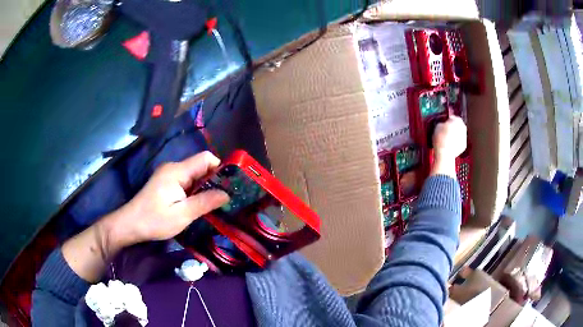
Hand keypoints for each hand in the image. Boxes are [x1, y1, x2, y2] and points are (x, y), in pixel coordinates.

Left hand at [63, 151, 228, 282]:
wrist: (130, 225)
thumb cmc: (155, 220)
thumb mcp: (182, 215)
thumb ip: (205, 202)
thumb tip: (227, 194)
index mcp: (177, 171)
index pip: (206, 158)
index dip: (220, 168)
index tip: (230, 186)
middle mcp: (174, 168)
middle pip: (201, 166)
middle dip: (214, 180)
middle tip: (225, 199)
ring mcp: (169, 175)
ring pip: (194, 175)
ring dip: (205, 187)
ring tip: (214, 204)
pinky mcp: (166, 183)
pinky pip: (187, 182)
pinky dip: (195, 191)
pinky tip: (198, 204)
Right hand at [431, 116, 466, 177]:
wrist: (445, 154)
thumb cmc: (441, 141)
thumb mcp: (437, 126)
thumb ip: (442, 122)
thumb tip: (442, 124)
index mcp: (457, 120)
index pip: (453, 116)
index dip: (448, 118)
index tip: (445, 120)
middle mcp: (463, 128)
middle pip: (458, 125)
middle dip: (452, 127)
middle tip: (445, 130)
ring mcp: (464, 137)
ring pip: (459, 133)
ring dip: (454, 134)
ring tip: (446, 138)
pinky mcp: (463, 146)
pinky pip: (459, 141)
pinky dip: (455, 142)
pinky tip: (449, 144)